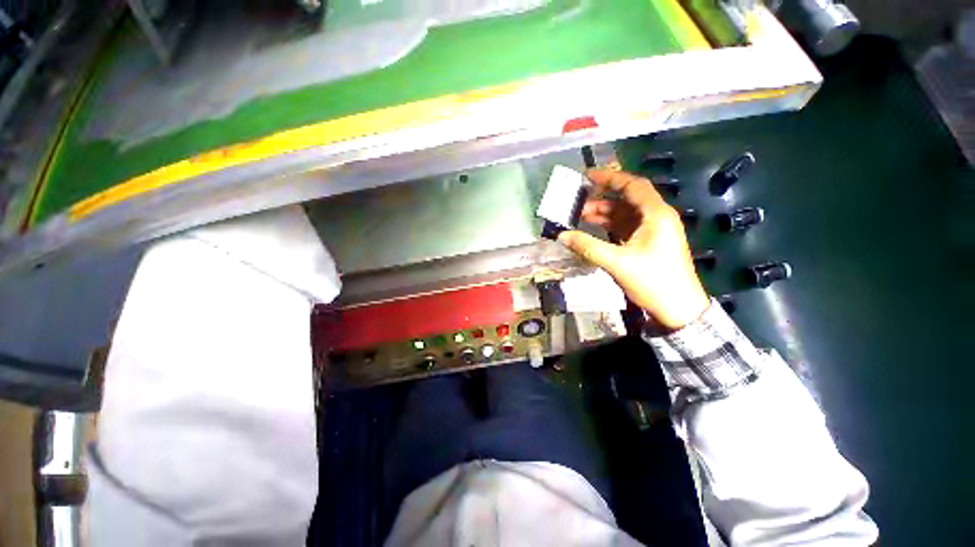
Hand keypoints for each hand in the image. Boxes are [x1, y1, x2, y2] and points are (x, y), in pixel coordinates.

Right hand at [557, 169, 709, 330]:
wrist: (678, 309)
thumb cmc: (653, 281)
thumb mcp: (617, 262)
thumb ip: (587, 246)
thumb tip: (561, 236)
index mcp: (656, 215)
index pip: (633, 185)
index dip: (610, 178)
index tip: (588, 176)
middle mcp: (656, 218)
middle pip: (627, 200)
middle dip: (601, 199)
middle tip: (577, 203)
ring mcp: (653, 232)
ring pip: (625, 215)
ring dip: (604, 215)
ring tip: (580, 217)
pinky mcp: (648, 244)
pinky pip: (626, 228)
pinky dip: (609, 227)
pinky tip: (593, 231)